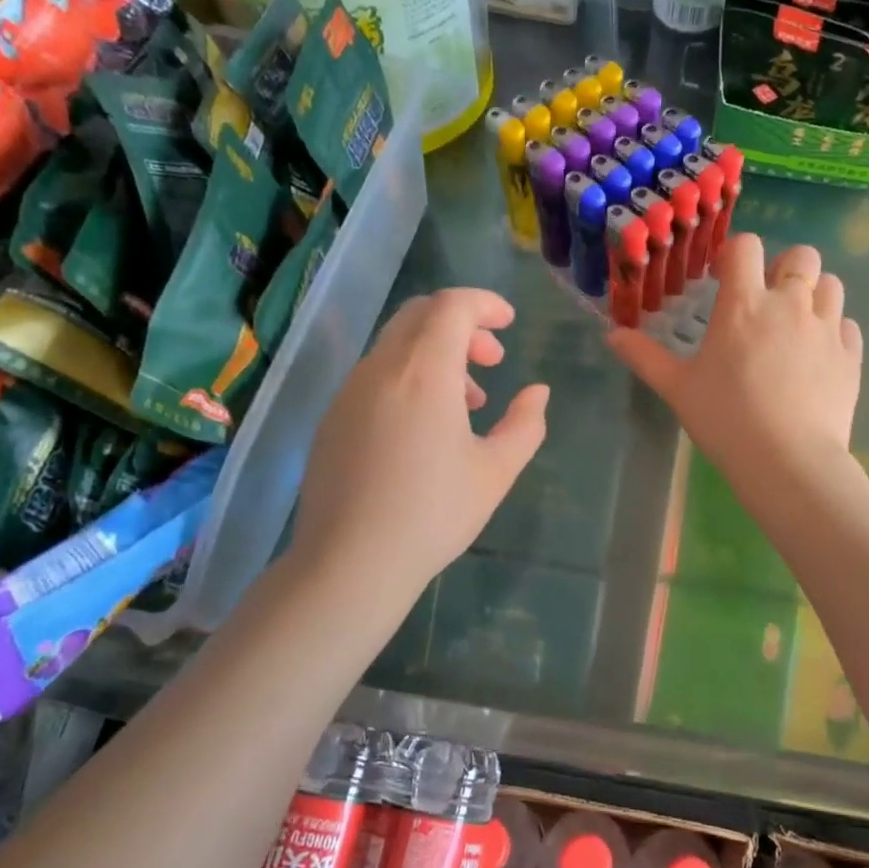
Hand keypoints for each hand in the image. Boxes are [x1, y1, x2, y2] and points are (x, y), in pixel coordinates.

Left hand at [287, 289, 548, 599]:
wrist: (349, 563)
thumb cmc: (433, 514)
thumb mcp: (496, 471)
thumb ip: (525, 424)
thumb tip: (536, 392)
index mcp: (423, 372)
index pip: (452, 306)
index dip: (485, 304)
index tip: (509, 323)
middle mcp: (380, 369)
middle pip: (420, 315)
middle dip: (462, 325)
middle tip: (492, 360)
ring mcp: (349, 392)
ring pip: (396, 345)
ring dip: (436, 354)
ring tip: (467, 402)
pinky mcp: (333, 418)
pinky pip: (376, 375)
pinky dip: (408, 376)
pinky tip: (424, 426)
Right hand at [609, 234, 861, 481]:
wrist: (788, 461)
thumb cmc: (725, 419)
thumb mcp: (677, 388)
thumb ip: (645, 357)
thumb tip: (611, 335)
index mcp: (744, 304)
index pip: (747, 247)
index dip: (736, 253)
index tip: (726, 276)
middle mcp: (790, 304)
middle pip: (801, 255)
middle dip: (785, 267)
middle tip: (768, 298)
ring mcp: (827, 328)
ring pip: (831, 284)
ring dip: (814, 293)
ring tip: (796, 323)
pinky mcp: (850, 356)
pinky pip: (847, 325)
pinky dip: (834, 330)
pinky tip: (817, 355)